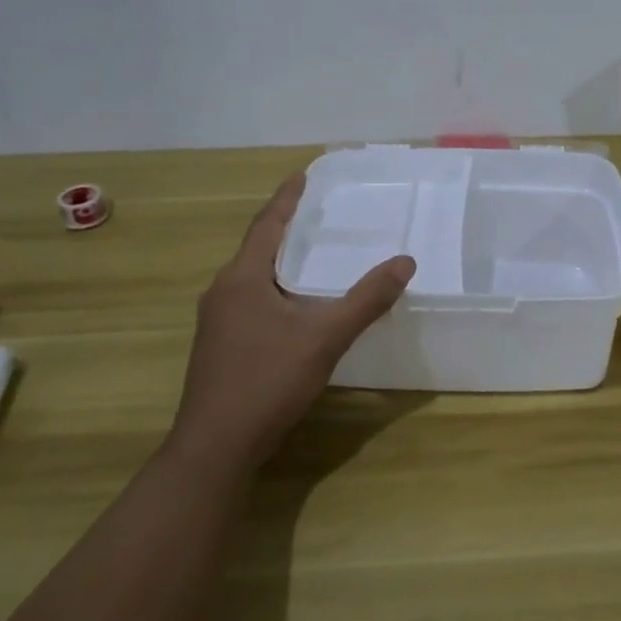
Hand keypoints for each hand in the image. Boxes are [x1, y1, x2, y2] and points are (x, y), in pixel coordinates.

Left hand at [170, 173, 413, 470]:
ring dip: (282, 262)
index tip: (303, 175)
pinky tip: (298, 308)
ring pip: (254, 278)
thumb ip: (366, 300)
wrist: (216, 446)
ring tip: (314, 255)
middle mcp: (222, 291)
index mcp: (242, 278)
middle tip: (320, 214)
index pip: (267, 224)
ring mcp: (216, 322)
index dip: (287, 198)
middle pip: (258, 248)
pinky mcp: (219, 347)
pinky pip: (252, 302)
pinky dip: (277, 291)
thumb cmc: (267, 381)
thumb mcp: (324, 338)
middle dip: (287, 228)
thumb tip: (404, 262)